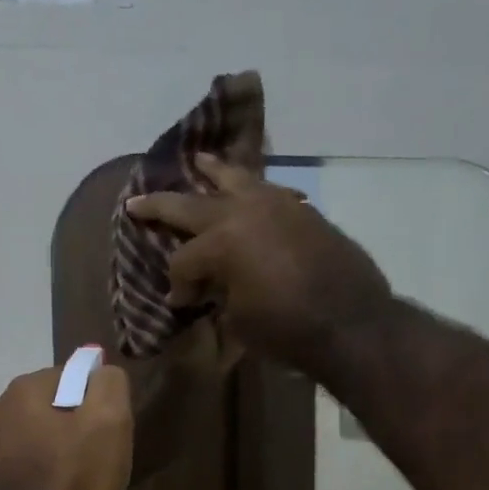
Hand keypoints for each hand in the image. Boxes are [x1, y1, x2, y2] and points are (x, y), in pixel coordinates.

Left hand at [0, 362, 132, 489]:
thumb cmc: (74, 483)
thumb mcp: (110, 422)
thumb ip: (109, 384)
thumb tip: (99, 373)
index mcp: (21, 391)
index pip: (74, 381)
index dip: (101, 409)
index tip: (113, 442)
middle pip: (59, 418)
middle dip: (86, 444)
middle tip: (109, 478)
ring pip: (47, 450)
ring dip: (74, 471)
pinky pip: (33, 477)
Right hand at [125, 154, 394, 375]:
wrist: (351, 323)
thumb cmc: (287, 330)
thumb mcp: (238, 319)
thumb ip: (218, 295)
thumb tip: (210, 287)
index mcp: (222, 241)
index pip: (183, 261)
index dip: (178, 285)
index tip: (181, 304)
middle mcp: (244, 212)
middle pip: (192, 206)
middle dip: (161, 206)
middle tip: (136, 202)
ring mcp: (276, 205)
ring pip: (235, 178)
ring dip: (213, 171)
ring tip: (199, 160)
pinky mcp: (301, 211)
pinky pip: (266, 189)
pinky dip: (250, 186)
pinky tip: (246, 187)